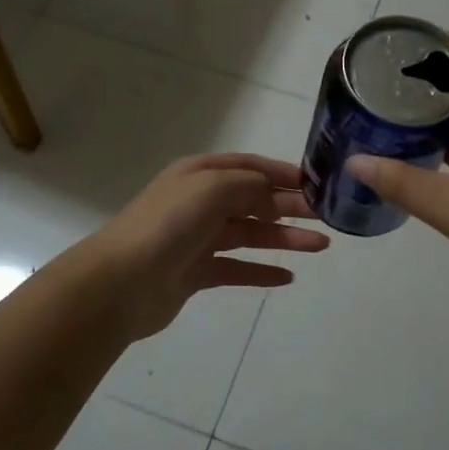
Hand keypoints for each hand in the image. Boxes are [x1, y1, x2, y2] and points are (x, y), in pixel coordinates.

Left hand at [82, 154, 328, 341]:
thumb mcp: (213, 187)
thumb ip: (251, 185)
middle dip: (290, 206)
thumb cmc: (168, 225)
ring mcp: (197, 239)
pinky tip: (288, 277)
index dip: (283, 173)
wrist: (121, 282)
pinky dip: (262, 271)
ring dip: (285, 238)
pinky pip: (237, 269)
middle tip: (328, 216)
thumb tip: (273, 199)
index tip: (318, 183)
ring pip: (250, 235)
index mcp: (200, 174)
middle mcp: (199, 202)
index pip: (249, 167)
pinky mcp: (196, 273)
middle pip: (254, 200)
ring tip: (321, 246)